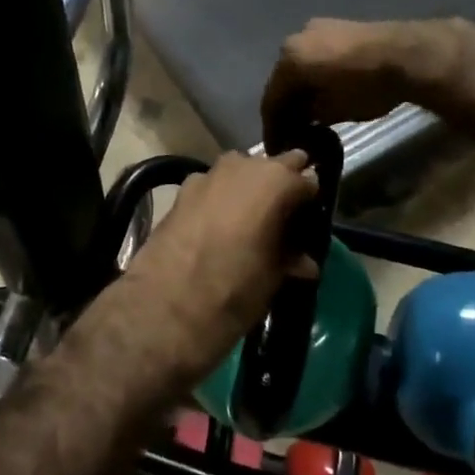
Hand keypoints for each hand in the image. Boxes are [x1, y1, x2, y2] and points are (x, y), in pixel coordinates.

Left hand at [106, 150, 319, 387]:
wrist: (164, 308)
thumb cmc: (234, 291)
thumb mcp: (273, 278)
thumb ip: (291, 259)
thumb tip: (304, 261)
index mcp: (276, 182)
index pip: (307, 180)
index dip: (311, 202)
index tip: (311, 222)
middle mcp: (243, 167)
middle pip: (273, 166)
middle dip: (281, 186)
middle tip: (286, 217)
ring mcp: (208, 175)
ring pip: (241, 172)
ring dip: (249, 189)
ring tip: (253, 222)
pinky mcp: (181, 192)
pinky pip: (213, 187)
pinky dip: (221, 199)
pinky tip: (220, 226)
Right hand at [262, 17, 474, 128]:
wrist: (408, 54)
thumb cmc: (365, 87)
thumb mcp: (331, 110)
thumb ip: (307, 115)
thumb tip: (300, 117)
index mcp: (288, 60)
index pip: (271, 101)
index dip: (272, 128)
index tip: (277, 148)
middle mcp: (295, 39)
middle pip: (284, 80)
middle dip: (286, 107)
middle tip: (292, 132)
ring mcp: (317, 29)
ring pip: (301, 66)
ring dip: (302, 90)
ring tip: (310, 114)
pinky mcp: (339, 27)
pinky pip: (318, 56)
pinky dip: (316, 75)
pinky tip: (325, 91)